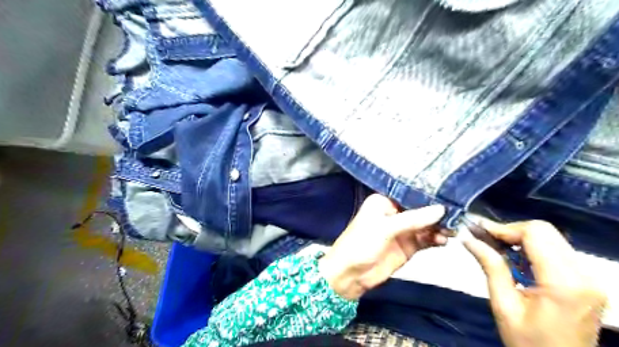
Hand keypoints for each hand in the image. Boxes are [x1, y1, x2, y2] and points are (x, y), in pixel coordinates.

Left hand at [319, 195, 444, 300]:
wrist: (351, 274)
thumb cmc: (361, 243)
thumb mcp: (385, 228)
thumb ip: (413, 219)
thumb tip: (441, 209)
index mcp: (384, 201)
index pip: (409, 194)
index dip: (428, 195)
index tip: (449, 194)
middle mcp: (395, 212)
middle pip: (421, 209)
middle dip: (437, 213)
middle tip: (457, 215)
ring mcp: (402, 230)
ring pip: (426, 225)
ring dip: (439, 227)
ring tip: (452, 230)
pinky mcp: (408, 246)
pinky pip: (426, 239)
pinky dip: (435, 239)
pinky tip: (443, 240)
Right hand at [464, 220, 604, 346]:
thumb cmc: (529, 343)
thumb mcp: (503, 305)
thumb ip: (490, 266)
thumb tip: (468, 238)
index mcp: (564, 283)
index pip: (535, 233)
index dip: (504, 228)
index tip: (478, 231)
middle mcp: (584, 275)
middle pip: (544, 231)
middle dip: (510, 231)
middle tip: (485, 240)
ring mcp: (589, 278)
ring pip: (550, 238)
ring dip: (519, 239)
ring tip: (495, 248)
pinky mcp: (585, 281)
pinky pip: (555, 251)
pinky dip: (531, 249)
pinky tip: (514, 261)